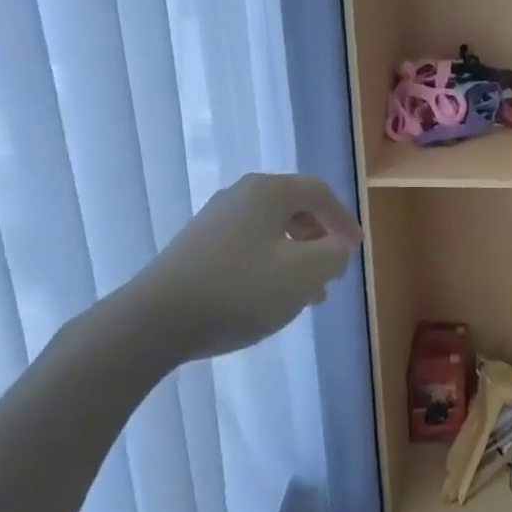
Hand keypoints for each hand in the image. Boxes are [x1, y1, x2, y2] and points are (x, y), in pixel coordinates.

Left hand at [135, 173, 362, 361]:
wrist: (156, 319)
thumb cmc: (241, 289)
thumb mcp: (304, 274)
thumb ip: (333, 255)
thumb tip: (338, 245)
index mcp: (269, 191)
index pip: (319, 192)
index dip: (343, 219)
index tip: (356, 249)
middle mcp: (241, 194)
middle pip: (293, 208)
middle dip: (319, 240)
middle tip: (332, 272)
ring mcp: (214, 219)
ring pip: (269, 231)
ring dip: (295, 257)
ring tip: (306, 295)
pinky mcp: (196, 246)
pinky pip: (246, 246)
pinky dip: (268, 264)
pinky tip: (267, 298)